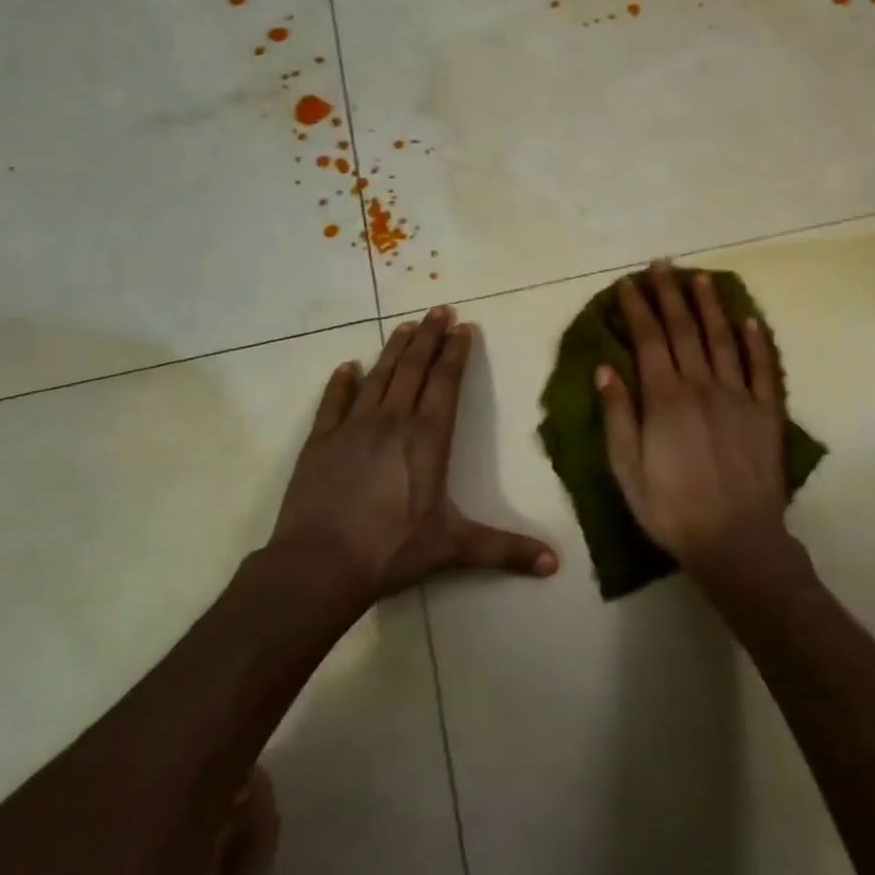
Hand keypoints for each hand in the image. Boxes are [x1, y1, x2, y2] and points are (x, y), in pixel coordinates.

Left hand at [268, 307, 558, 604]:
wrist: (319, 565)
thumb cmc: (391, 550)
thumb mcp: (453, 548)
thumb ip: (505, 550)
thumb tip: (555, 564)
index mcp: (427, 439)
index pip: (446, 384)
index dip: (456, 353)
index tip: (463, 327)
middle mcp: (392, 422)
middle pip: (414, 369)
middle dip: (429, 337)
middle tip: (439, 310)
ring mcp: (352, 428)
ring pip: (379, 377)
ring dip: (394, 349)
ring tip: (406, 325)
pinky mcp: (320, 441)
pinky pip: (334, 402)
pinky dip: (341, 382)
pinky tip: (348, 367)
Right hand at [596, 263, 790, 572]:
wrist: (736, 542)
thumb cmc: (671, 509)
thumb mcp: (627, 469)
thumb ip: (617, 415)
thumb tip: (605, 368)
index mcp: (665, 399)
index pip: (648, 340)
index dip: (637, 308)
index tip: (627, 284)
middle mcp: (702, 386)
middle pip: (684, 330)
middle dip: (669, 294)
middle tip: (661, 265)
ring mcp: (739, 396)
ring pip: (722, 339)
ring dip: (710, 306)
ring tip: (699, 278)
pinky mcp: (767, 412)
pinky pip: (763, 368)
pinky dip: (757, 341)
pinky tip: (750, 319)